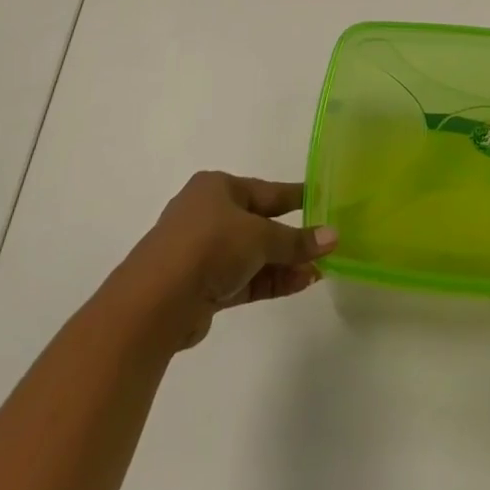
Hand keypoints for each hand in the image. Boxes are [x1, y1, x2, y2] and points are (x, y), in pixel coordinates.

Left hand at [111, 172, 336, 353]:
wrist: (155, 302)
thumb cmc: (209, 246)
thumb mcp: (260, 237)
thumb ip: (296, 240)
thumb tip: (333, 236)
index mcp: (217, 188)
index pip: (266, 191)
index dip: (297, 197)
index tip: (325, 201)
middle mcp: (208, 214)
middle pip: (260, 223)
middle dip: (293, 238)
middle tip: (327, 245)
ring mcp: (203, 252)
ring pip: (253, 254)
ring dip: (285, 263)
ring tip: (320, 271)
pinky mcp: (202, 286)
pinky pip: (244, 278)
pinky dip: (269, 280)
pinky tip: (300, 284)